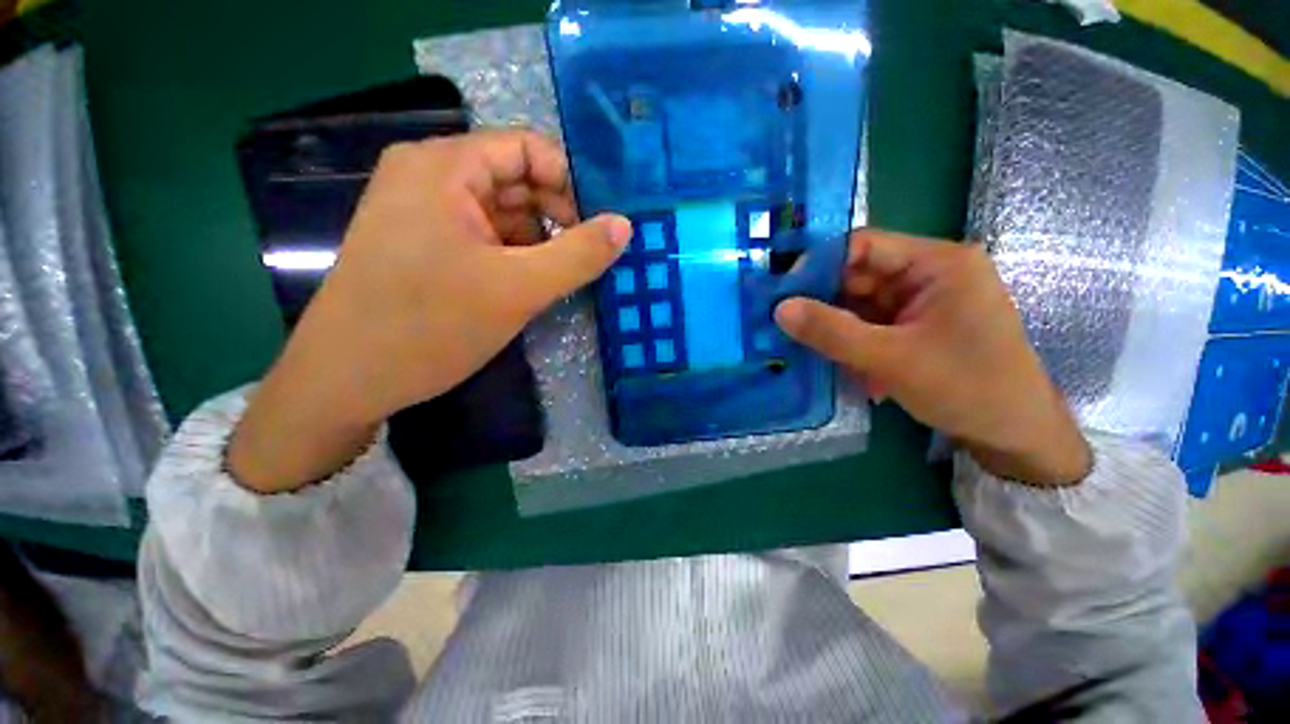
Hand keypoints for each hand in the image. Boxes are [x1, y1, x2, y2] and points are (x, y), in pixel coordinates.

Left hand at [229, 130, 630, 492]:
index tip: (594, 231)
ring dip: (536, 243)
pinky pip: (482, 236)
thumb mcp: (519, 289)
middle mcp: (429, 176)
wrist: (346, 380)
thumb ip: (579, 255)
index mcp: (444, 167)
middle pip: (515, 180)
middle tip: (582, 261)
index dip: (569, 186)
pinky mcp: (422, 243)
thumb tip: (625, 225)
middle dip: (555, 219)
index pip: (528, 149)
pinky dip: (512, 255)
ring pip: (501, 213)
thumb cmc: (430, 326)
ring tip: (556, 279)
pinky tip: (525, 285)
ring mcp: (421, 210)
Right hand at [775, 229, 1090, 485]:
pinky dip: (849, 339)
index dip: (819, 265)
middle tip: (784, 325)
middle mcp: (929, 273)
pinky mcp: (914, 324)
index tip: (784, 295)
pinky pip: (869, 322)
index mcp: (938, 263)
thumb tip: (779, 309)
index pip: (864, 246)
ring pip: (859, 302)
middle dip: (822, 301)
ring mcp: (921, 300)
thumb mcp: (892, 359)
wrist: (1013, 434)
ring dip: (834, 325)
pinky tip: (836, 360)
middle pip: (858, 275)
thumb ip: (832, 332)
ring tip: (802, 345)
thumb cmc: (966, 388)